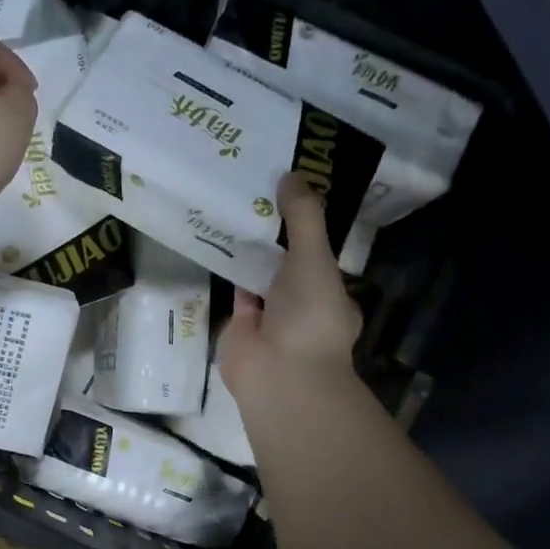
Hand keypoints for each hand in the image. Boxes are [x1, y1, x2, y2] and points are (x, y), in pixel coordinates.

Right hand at [219, 171, 361, 399]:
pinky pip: (237, 291)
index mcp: (331, 293)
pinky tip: (218, 240)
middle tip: (257, 191)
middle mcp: (303, 305)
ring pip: (261, 277)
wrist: (279, 374)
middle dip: (275, 235)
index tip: (290, 192)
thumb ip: (304, 217)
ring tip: (235, 207)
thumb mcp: (315, 257)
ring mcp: (272, 317)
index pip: (320, 253)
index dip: (307, 224)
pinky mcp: (242, 326)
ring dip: (251, 250)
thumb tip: (291, 174)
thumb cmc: (309, 316)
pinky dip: (229, 270)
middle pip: (288, 262)